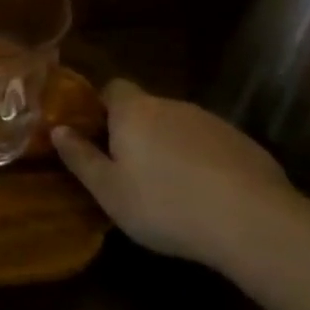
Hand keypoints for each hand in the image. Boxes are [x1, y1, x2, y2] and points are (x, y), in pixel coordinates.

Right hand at [52, 80, 294, 262]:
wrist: (252, 222)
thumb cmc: (164, 204)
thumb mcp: (109, 191)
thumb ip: (80, 157)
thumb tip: (58, 130)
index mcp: (134, 111)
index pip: (112, 87)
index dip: (102, 107)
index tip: (97, 136)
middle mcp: (171, 105)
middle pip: (146, 109)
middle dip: (135, 132)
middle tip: (129, 171)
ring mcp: (212, 121)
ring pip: (178, 127)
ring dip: (170, 148)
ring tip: (170, 189)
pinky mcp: (243, 143)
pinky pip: (210, 145)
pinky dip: (202, 162)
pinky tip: (206, 196)